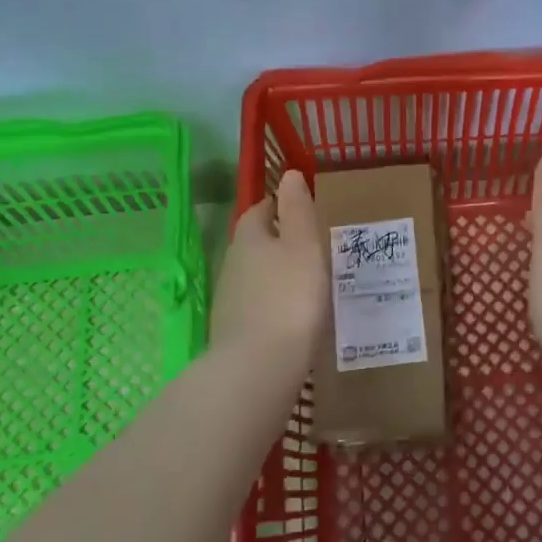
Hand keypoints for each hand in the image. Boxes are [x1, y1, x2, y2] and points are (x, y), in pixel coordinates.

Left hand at [212, 169, 328, 362]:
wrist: (258, 368)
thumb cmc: (290, 297)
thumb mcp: (304, 245)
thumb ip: (298, 208)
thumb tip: (290, 174)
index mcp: (250, 236)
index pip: (261, 210)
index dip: (281, 206)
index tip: (303, 211)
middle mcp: (233, 262)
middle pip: (255, 242)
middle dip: (278, 240)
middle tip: (311, 247)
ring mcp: (229, 299)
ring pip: (255, 275)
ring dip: (275, 274)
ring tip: (307, 281)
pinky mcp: (233, 330)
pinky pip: (256, 305)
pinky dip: (272, 303)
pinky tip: (292, 316)